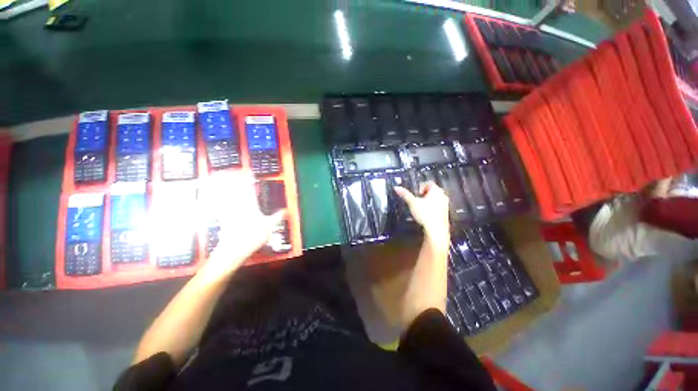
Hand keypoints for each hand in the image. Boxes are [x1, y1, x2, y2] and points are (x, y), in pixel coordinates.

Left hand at [200, 172, 284, 278]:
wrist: (232, 249)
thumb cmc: (252, 235)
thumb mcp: (270, 226)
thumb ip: (278, 216)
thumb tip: (286, 210)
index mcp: (249, 203)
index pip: (249, 187)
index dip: (249, 178)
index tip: (250, 172)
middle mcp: (237, 204)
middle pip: (236, 188)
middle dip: (238, 180)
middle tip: (239, 173)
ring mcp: (228, 210)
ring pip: (228, 195)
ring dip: (230, 187)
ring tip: (231, 181)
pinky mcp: (223, 217)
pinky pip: (224, 203)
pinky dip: (225, 198)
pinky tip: (226, 199)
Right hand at [394, 182, 449, 244]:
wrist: (436, 229)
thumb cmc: (426, 215)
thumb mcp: (412, 202)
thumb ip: (405, 194)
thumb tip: (397, 188)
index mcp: (436, 190)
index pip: (428, 183)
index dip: (420, 187)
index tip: (416, 194)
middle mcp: (443, 196)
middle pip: (432, 190)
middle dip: (424, 194)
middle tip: (417, 200)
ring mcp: (445, 204)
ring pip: (435, 199)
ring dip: (428, 201)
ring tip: (421, 208)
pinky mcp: (445, 213)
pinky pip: (437, 207)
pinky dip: (431, 208)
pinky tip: (426, 215)